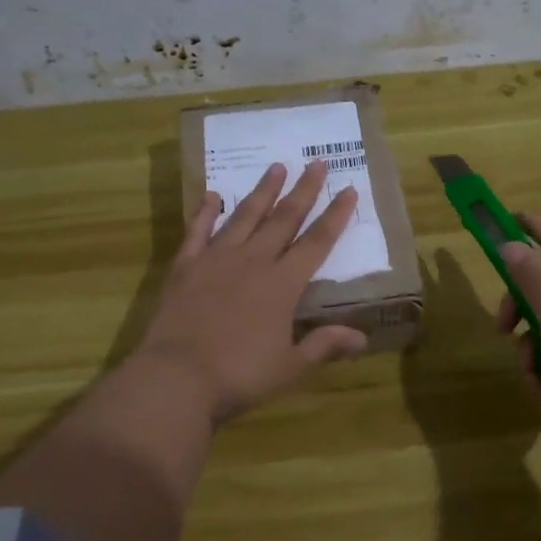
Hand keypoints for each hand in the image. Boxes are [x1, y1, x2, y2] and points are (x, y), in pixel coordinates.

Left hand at [133, 160, 368, 425]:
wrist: (177, 378)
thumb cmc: (239, 376)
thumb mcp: (290, 367)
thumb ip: (324, 345)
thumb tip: (363, 338)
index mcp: (282, 285)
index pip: (316, 243)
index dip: (335, 216)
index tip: (348, 189)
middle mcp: (253, 262)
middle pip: (283, 219)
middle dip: (303, 191)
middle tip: (315, 162)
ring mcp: (216, 260)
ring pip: (244, 217)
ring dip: (262, 191)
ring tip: (275, 167)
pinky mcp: (184, 268)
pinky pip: (197, 232)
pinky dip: (205, 212)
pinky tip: (212, 195)